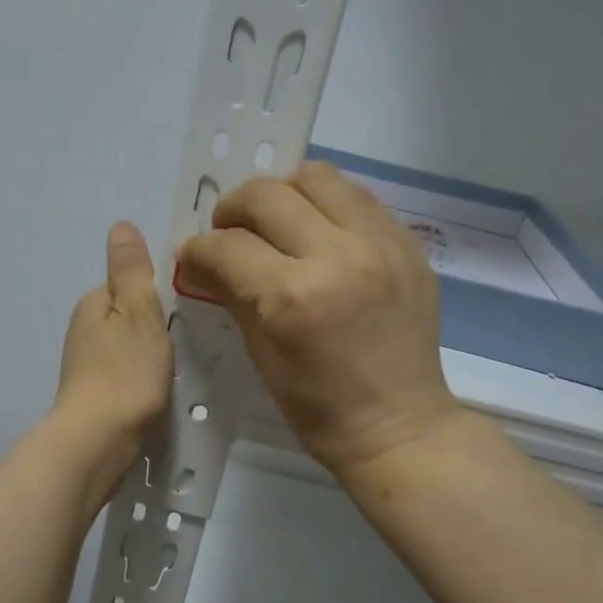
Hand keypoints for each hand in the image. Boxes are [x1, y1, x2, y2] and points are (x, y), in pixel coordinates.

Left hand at [51, 222, 173, 506]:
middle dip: (155, 324)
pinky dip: (140, 376)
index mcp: (93, 302)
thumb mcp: (138, 311)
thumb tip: (120, 225)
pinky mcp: (93, 395)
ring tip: (176, 367)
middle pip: (128, 315)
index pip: (130, 283)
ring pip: (127, 345)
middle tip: (186, 340)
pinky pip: (124, 372)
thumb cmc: (126, 372)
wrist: (98, 441)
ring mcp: (85, 364)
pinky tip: (157, 391)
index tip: (186, 309)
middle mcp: (83, 328)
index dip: (159, 293)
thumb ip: (131, 270)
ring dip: (149, 352)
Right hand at [178, 161, 462, 476]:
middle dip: (233, 209)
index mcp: (292, 297)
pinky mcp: (408, 243)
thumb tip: (201, 262)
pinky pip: (358, 197)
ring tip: (278, 222)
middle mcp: (337, 256)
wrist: (398, 426)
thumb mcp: (262, 356)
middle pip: (267, 195)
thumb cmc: (320, 408)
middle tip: (230, 233)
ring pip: (317, 176)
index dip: (199, 248)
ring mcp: (380, 244)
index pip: (227, 245)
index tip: (194, 257)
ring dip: (284, 193)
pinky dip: (327, 205)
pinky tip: (319, 232)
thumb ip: (231, 296)